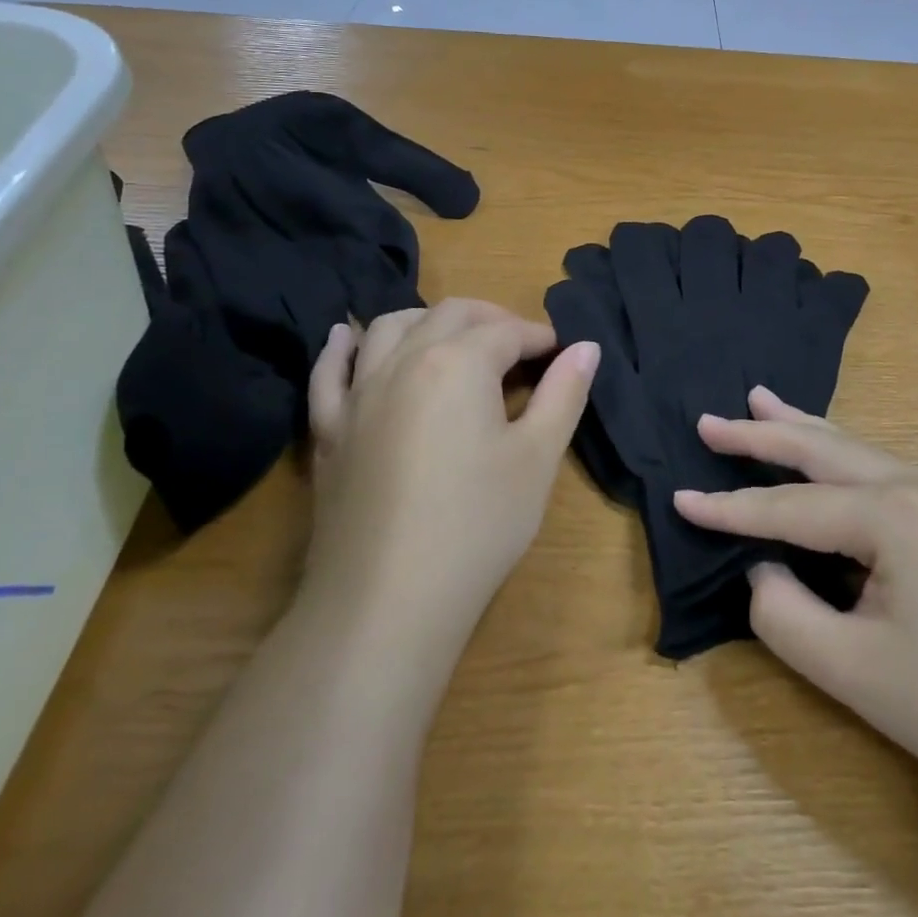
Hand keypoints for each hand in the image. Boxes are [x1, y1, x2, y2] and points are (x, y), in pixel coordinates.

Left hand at [302, 301, 597, 656]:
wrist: (387, 602)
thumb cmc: (477, 525)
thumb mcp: (537, 458)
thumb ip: (564, 394)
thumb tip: (587, 347)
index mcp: (459, 362)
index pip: (507, 331)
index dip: (540, 337)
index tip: (561, 354)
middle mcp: (403, 360)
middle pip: (450, 314)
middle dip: (491, 319)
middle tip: (520, 346)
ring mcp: (359, 394)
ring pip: (389, 328)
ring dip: (427, 320)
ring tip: (453, 338)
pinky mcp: (330, 429)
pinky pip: (330, 372)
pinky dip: (342, 347)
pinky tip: (347, 336)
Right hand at [676, 389, 917, 814]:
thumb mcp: (850, 670)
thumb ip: (783, 612)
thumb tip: (763, 568)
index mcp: (891, 513)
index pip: (787, 507)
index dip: (728, 508)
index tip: (677, 497)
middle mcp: (917, 485)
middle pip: (820, 448)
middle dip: (760, 433)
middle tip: (710, 419)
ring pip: (854, 449)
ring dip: (801, 429)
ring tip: (759, 401)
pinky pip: (879, 470)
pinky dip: (836, 454)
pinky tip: (825, 454)